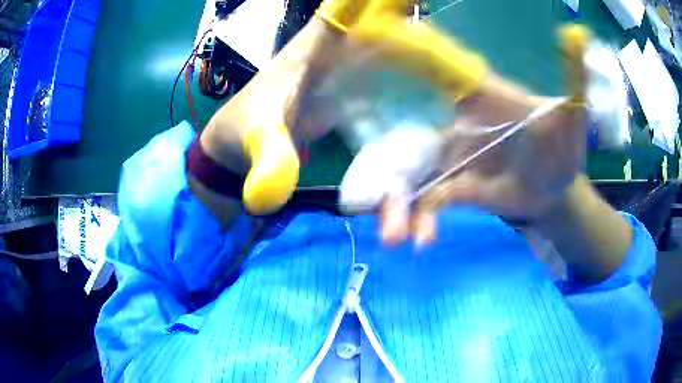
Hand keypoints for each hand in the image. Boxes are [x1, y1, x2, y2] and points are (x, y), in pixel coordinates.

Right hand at [379, 25, 592, 245]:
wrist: (557, 189)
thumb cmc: (565, 146)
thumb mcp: (574, 114)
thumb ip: (575, 76)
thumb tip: (577, 33)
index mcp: (484, 96)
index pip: (438, 64)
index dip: (402, 49)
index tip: (363, 36)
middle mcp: (459, 121)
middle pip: (410, 126)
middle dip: (385, 139)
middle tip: (362, 160)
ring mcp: (454, 157)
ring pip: (414, 174)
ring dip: (399, 204)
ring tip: (395, 235)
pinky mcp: (458, 188)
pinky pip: (432, 203)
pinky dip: (424, 221)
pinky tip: (422, 242)